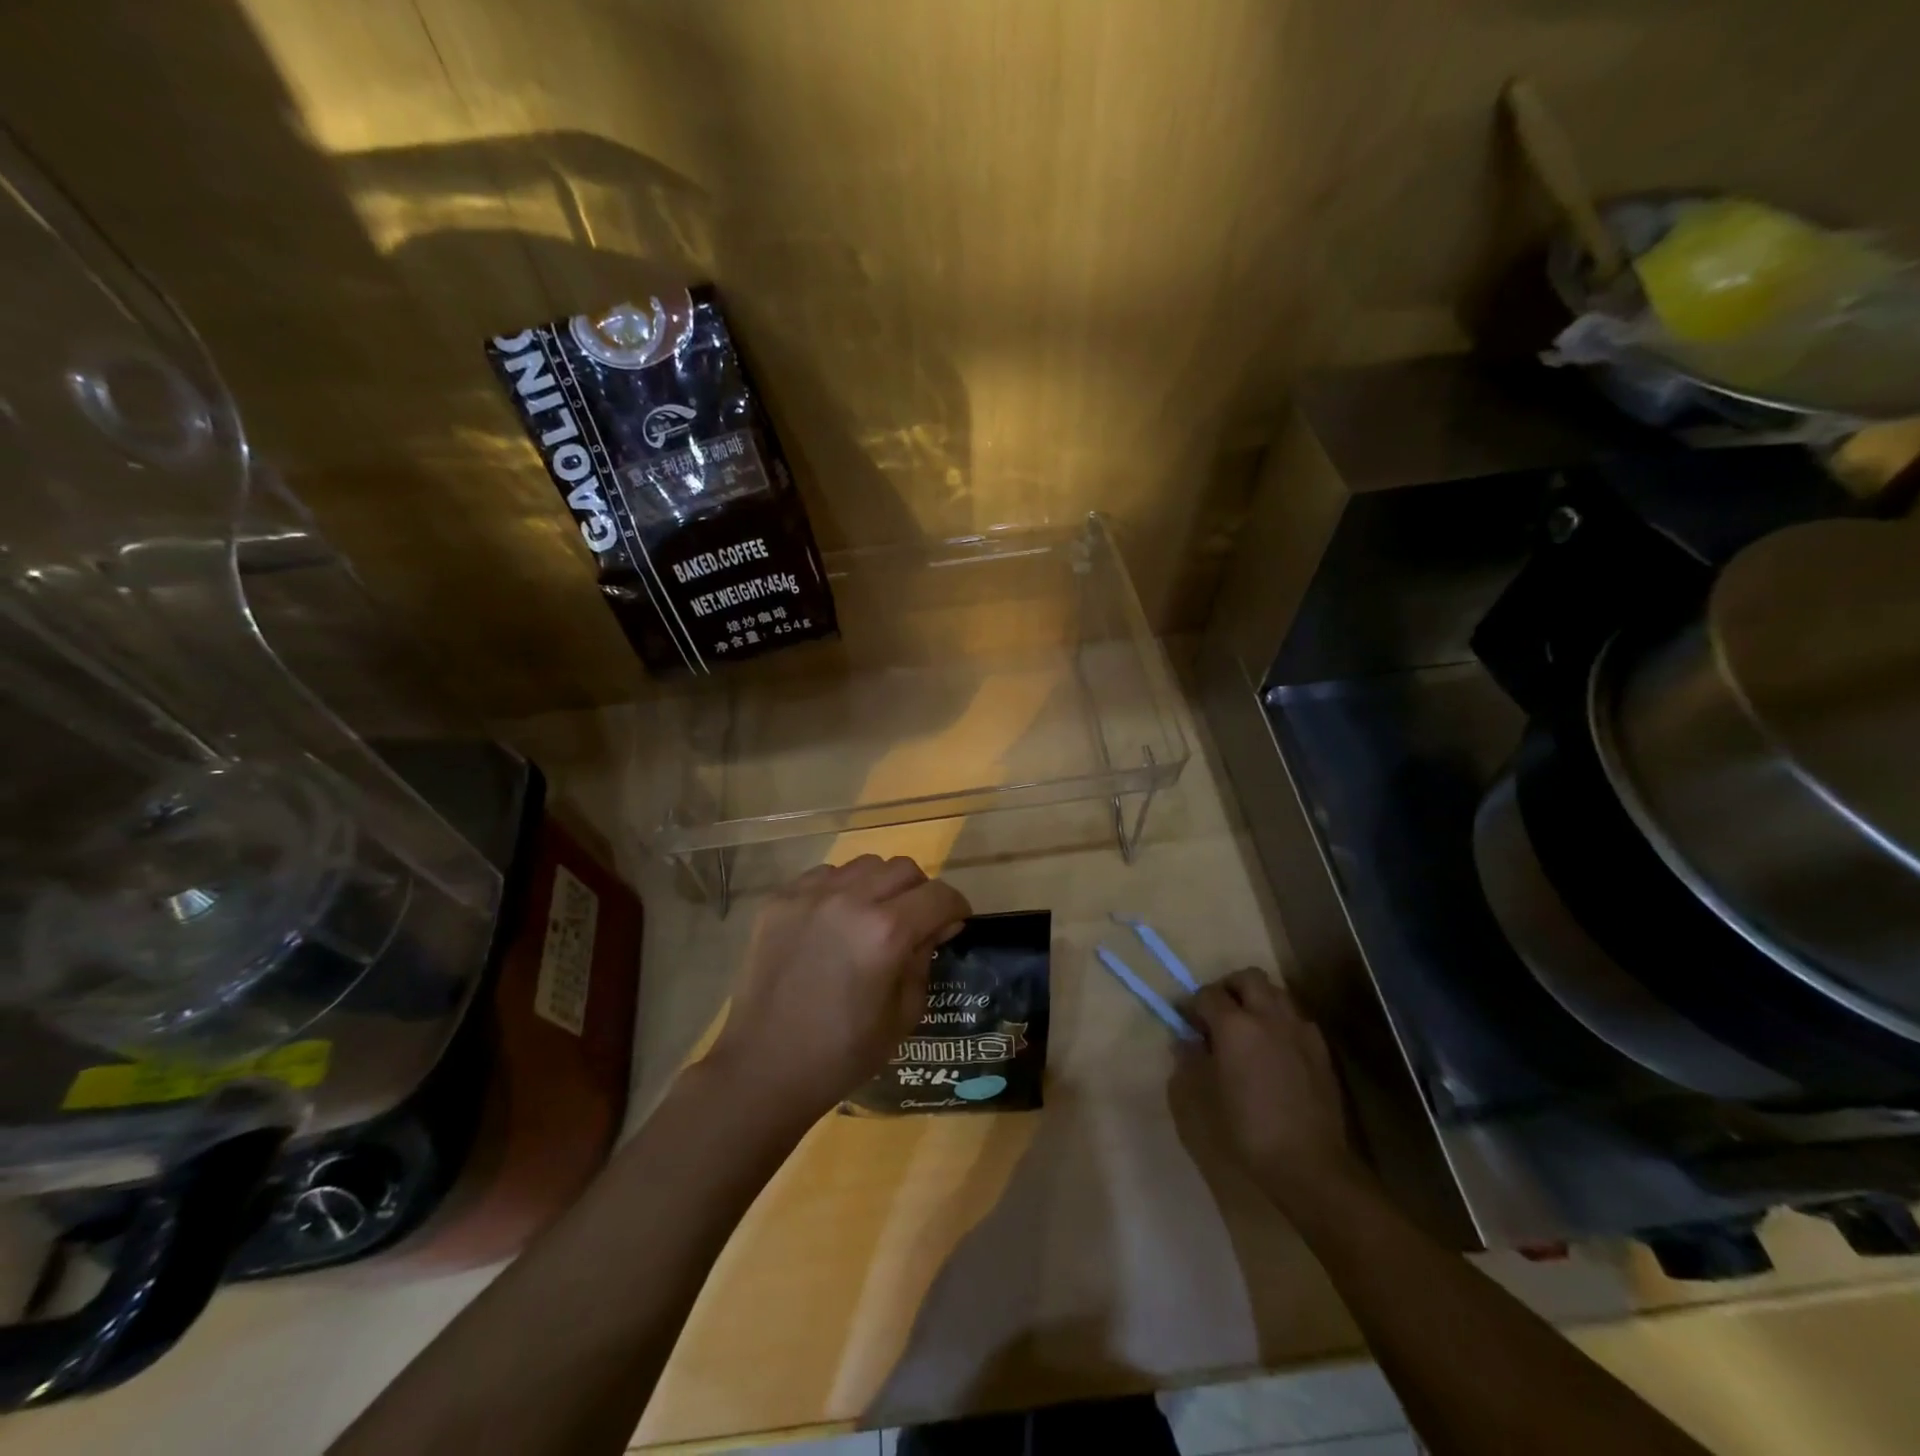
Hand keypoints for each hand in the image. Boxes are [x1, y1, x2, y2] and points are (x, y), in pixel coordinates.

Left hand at [707, 855, 970, 1119]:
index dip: (956, 908)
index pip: (939, 895)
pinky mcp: (779, 900)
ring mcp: (810, 895)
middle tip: (914, 922)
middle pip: (904, 869)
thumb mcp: (903, 1015)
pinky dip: (840, 890)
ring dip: (879, 886)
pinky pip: (824, 875)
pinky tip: (833, 922)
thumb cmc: (842, 1053)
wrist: (764, 1067)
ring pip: (864, 865)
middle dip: (920, 893)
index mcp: (886, 932)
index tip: (954, 924)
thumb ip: (923, 960)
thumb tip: (934, 928)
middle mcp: (850, 900)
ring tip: (871, 917)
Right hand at [1184, 969, 1364, 1200]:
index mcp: (1234, 1025)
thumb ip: (1190, 1061)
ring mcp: (1299, 1030)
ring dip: (1258, 1000)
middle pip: (1248, 978)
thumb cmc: (1246, 1130)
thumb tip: (1186, 1042)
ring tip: (1248, 1027)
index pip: (1208, 994)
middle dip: (1229, 987)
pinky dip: (1281, 1021)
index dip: (1192, 1004)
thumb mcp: (1203, 1098)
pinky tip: (1275, 1048)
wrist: (1309, 1164)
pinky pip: (1297, 1019)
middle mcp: (1268, 1016)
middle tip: (1218, 1012)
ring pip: (1277, 993)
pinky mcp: (1321, 1049)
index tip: (1185, 1020)